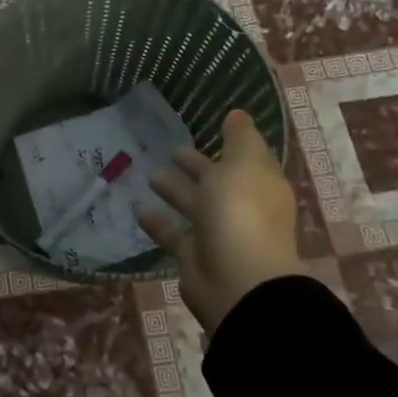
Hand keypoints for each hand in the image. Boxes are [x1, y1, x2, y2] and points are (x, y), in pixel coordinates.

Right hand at [138, 109, 302, 333]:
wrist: (237, 281)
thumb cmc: (241, 213)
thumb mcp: (243, 164)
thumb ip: (239, 138)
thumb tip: (238, 114)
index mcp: (259, 185)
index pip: (246, 159)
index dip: (230, 144)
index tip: (208, 126)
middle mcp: (241, 208)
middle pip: (216, 181)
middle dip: (196, 166)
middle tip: (171, 150)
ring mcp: (218, 234)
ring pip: (194, 206)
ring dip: (174, 190)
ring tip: (149, 173)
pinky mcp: (194, 257)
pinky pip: (173, 235)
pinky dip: (158, 223)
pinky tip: (138, 209)